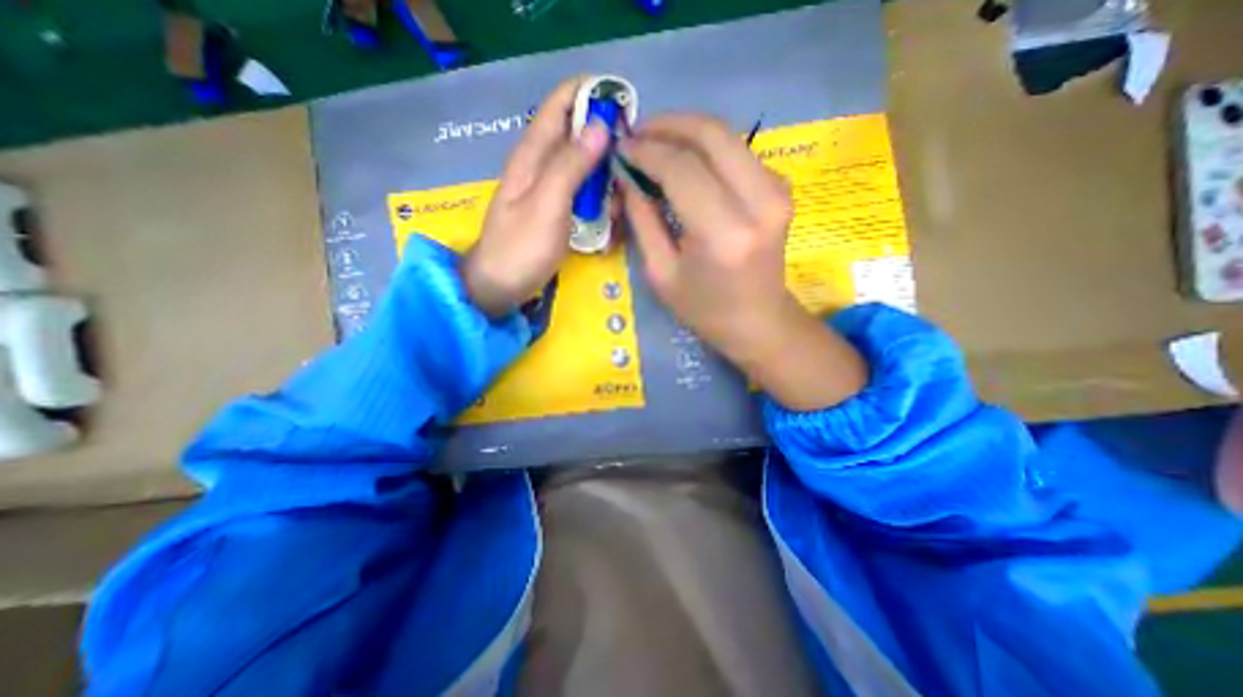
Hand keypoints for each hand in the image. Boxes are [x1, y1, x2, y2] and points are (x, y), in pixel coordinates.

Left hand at [462, 77, 608, 315]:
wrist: (500, 287)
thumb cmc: (521, 248)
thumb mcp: (547, 205)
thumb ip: (571, 166)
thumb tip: (600, 125)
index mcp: (533, 154)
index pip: (561, 104)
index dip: (591, 95)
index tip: (624, 109)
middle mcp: (542, 166)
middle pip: (578, 136)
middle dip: (607, 146)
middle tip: (629, 170)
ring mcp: (550, 191)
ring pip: (585, 168)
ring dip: (606, 181)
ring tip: (619, 206)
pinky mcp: (557, 212)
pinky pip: (584, 195)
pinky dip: (599, 202)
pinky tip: (610, 221)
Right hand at [619, 111, 865, 410]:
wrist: (759, 321)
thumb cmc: (704, 309)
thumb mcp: (661, 272)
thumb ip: (642, 218)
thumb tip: (626, 175)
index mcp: (723, 234)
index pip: (680, 169)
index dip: (646, 151)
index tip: (621, 147)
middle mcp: (758, 202)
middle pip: (711, 135)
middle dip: (667, 125)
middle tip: (637, 133)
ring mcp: (778, 191)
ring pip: (727, 135)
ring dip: (687, 131)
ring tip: (655, 143)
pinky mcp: (782, 188)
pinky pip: (739, 151)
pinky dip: (707, 147)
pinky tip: (685, 159)